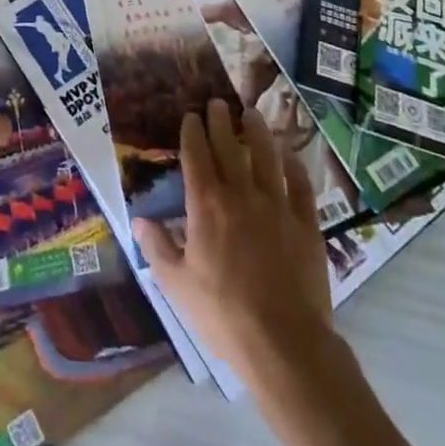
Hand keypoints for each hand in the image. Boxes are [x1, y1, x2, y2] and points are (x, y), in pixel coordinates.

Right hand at [135, 101, 334, 376]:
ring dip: (257, 131)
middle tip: (218, 102)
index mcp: (206, 205)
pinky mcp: (306, 224)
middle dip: (221, 121)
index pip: (196, 156)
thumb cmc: (223, 314)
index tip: (191, 115)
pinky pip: (300, 185)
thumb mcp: (177, 285)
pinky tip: (289, 155)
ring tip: (252, 114)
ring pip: (266, 156)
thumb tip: (139, 220)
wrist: (285, 343)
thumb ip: (157, 248)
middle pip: (229, 147)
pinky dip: (294, 165)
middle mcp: (240, 194)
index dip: (192, 132)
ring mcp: (276, 206)